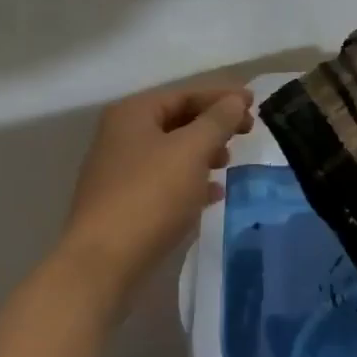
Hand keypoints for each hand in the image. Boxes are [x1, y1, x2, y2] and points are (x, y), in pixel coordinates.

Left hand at [57, 81, 253, 306]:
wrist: (103, 262)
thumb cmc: (150, 196)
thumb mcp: (191, 151)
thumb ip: (216, 121)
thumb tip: (235, 100)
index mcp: (132, 114)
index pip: (184, 94)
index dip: (221, 97)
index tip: (254, 105)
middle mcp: (120, 135)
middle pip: (176, 120)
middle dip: (212, 126)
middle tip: (247, 133)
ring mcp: (118, 170)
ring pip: (170, 152)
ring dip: (202, 153)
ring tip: (228, 163)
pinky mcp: (122, 202)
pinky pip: (163, 181)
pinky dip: (189, 181)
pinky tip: (211, 195)